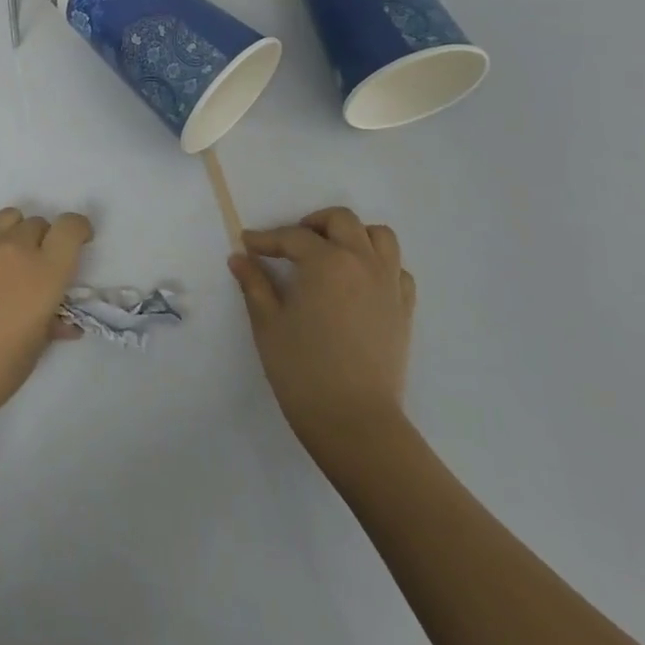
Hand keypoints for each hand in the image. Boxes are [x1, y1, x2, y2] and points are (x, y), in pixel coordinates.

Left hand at [0, 207, 91, 434]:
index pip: (71, 227)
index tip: (80, 243)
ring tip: (8, 262)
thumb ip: (51, 326)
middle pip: (39, 223)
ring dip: (16, 234)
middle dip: (45, 240)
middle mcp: (15, 248)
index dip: (79, 230)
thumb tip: (63, 320)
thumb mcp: (31, 353)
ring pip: (9, 218)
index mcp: (45, 272)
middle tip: (38, 269)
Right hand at [229, 208, 415, 472]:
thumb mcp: (268, 324)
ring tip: (331, 254)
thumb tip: (239, 258)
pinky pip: (397, 269)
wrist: (356, 423)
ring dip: (353, 235)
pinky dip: (379, 264)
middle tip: (291, 245)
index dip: (266, 239)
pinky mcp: (405, 309)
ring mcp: (389, 284)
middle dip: (312, 224)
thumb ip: (254, 285)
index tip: (247, 244)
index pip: (292, 237)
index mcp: (326, 262)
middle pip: (341, 220)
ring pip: (379, 236)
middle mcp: (361, 262)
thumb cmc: (304, 371)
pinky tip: (359, 282)